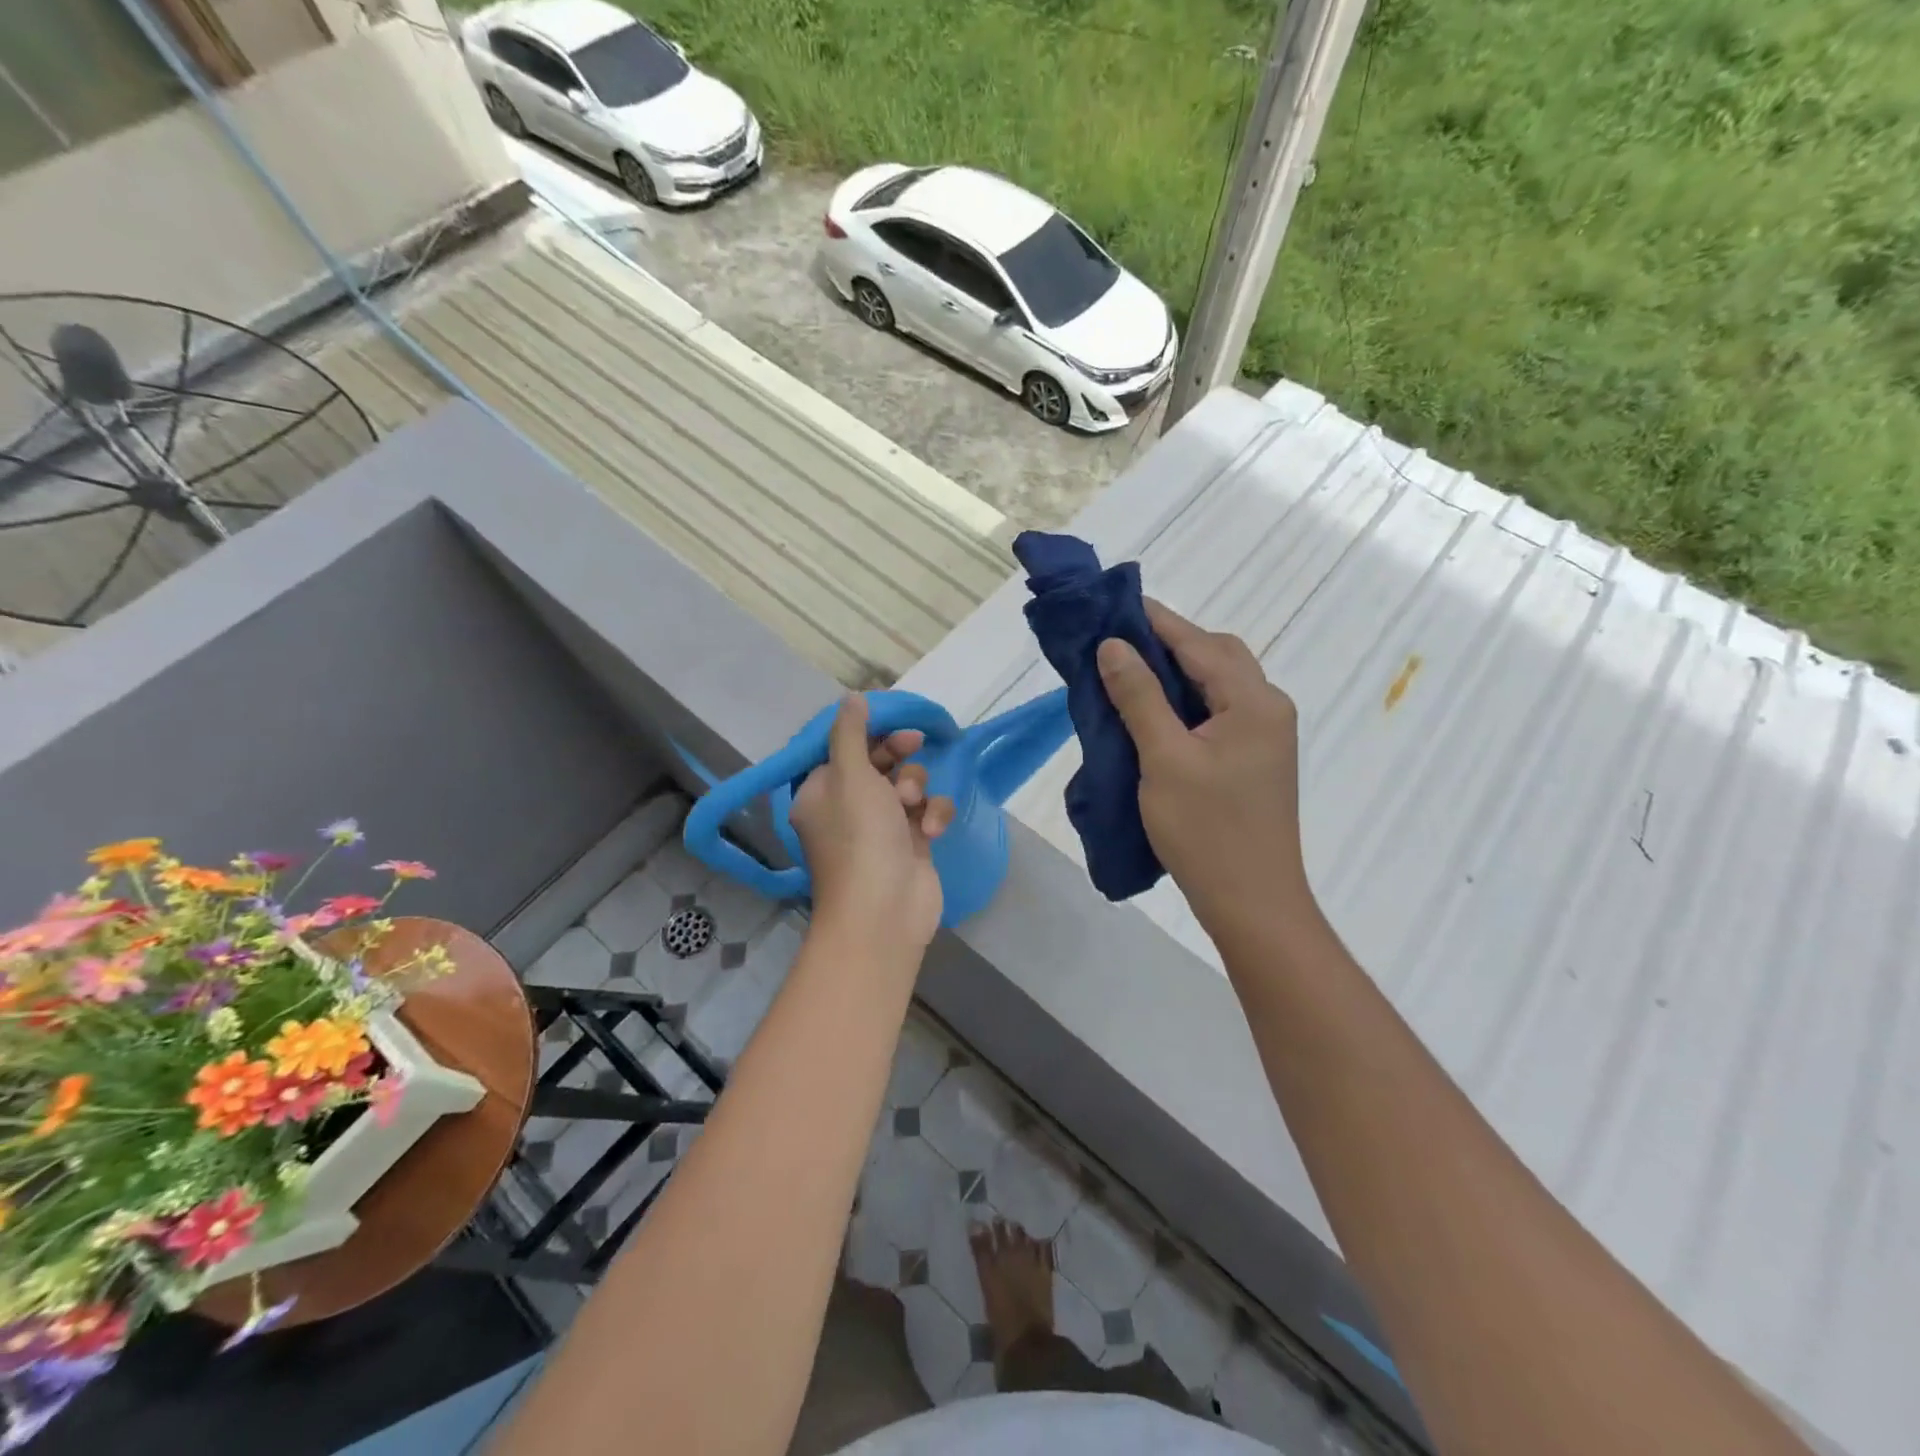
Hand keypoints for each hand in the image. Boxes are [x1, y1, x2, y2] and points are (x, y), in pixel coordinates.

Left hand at [790, 695, 954, 958]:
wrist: (885, 910)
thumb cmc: (860, 836)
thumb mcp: (850, 774)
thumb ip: (850, 733)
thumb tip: (852, 698)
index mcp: (821, 791)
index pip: (844, 748)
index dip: (870, 733)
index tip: (893, 723)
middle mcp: (847, 808)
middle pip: (879, 763)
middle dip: (898, 757)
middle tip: (913, 746)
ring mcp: (881, 828)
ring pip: (908, 785)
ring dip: (917, 788)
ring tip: (913, 806)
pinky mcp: (911, 844)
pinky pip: (927, 812)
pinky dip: (933, 815)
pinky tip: (931, 829)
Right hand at [1097, 601, 1311, 944]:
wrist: (1252, 902)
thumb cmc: (1207, 831)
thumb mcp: (1164, 759)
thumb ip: (1139, 697)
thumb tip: (1113, 645)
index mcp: (1254, 701)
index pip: (1198, 643)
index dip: (1154, 621)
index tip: (1112, 604)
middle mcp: (1268, 708)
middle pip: (1216, 656)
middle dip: (1168, 643)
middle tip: (1117, 644)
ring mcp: (1265, 735)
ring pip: (1217, 684)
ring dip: (1176, 673)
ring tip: (1127, 673)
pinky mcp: (1254, 760)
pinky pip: (1218, 711)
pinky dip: (1185, 701)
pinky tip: (1152, 711)